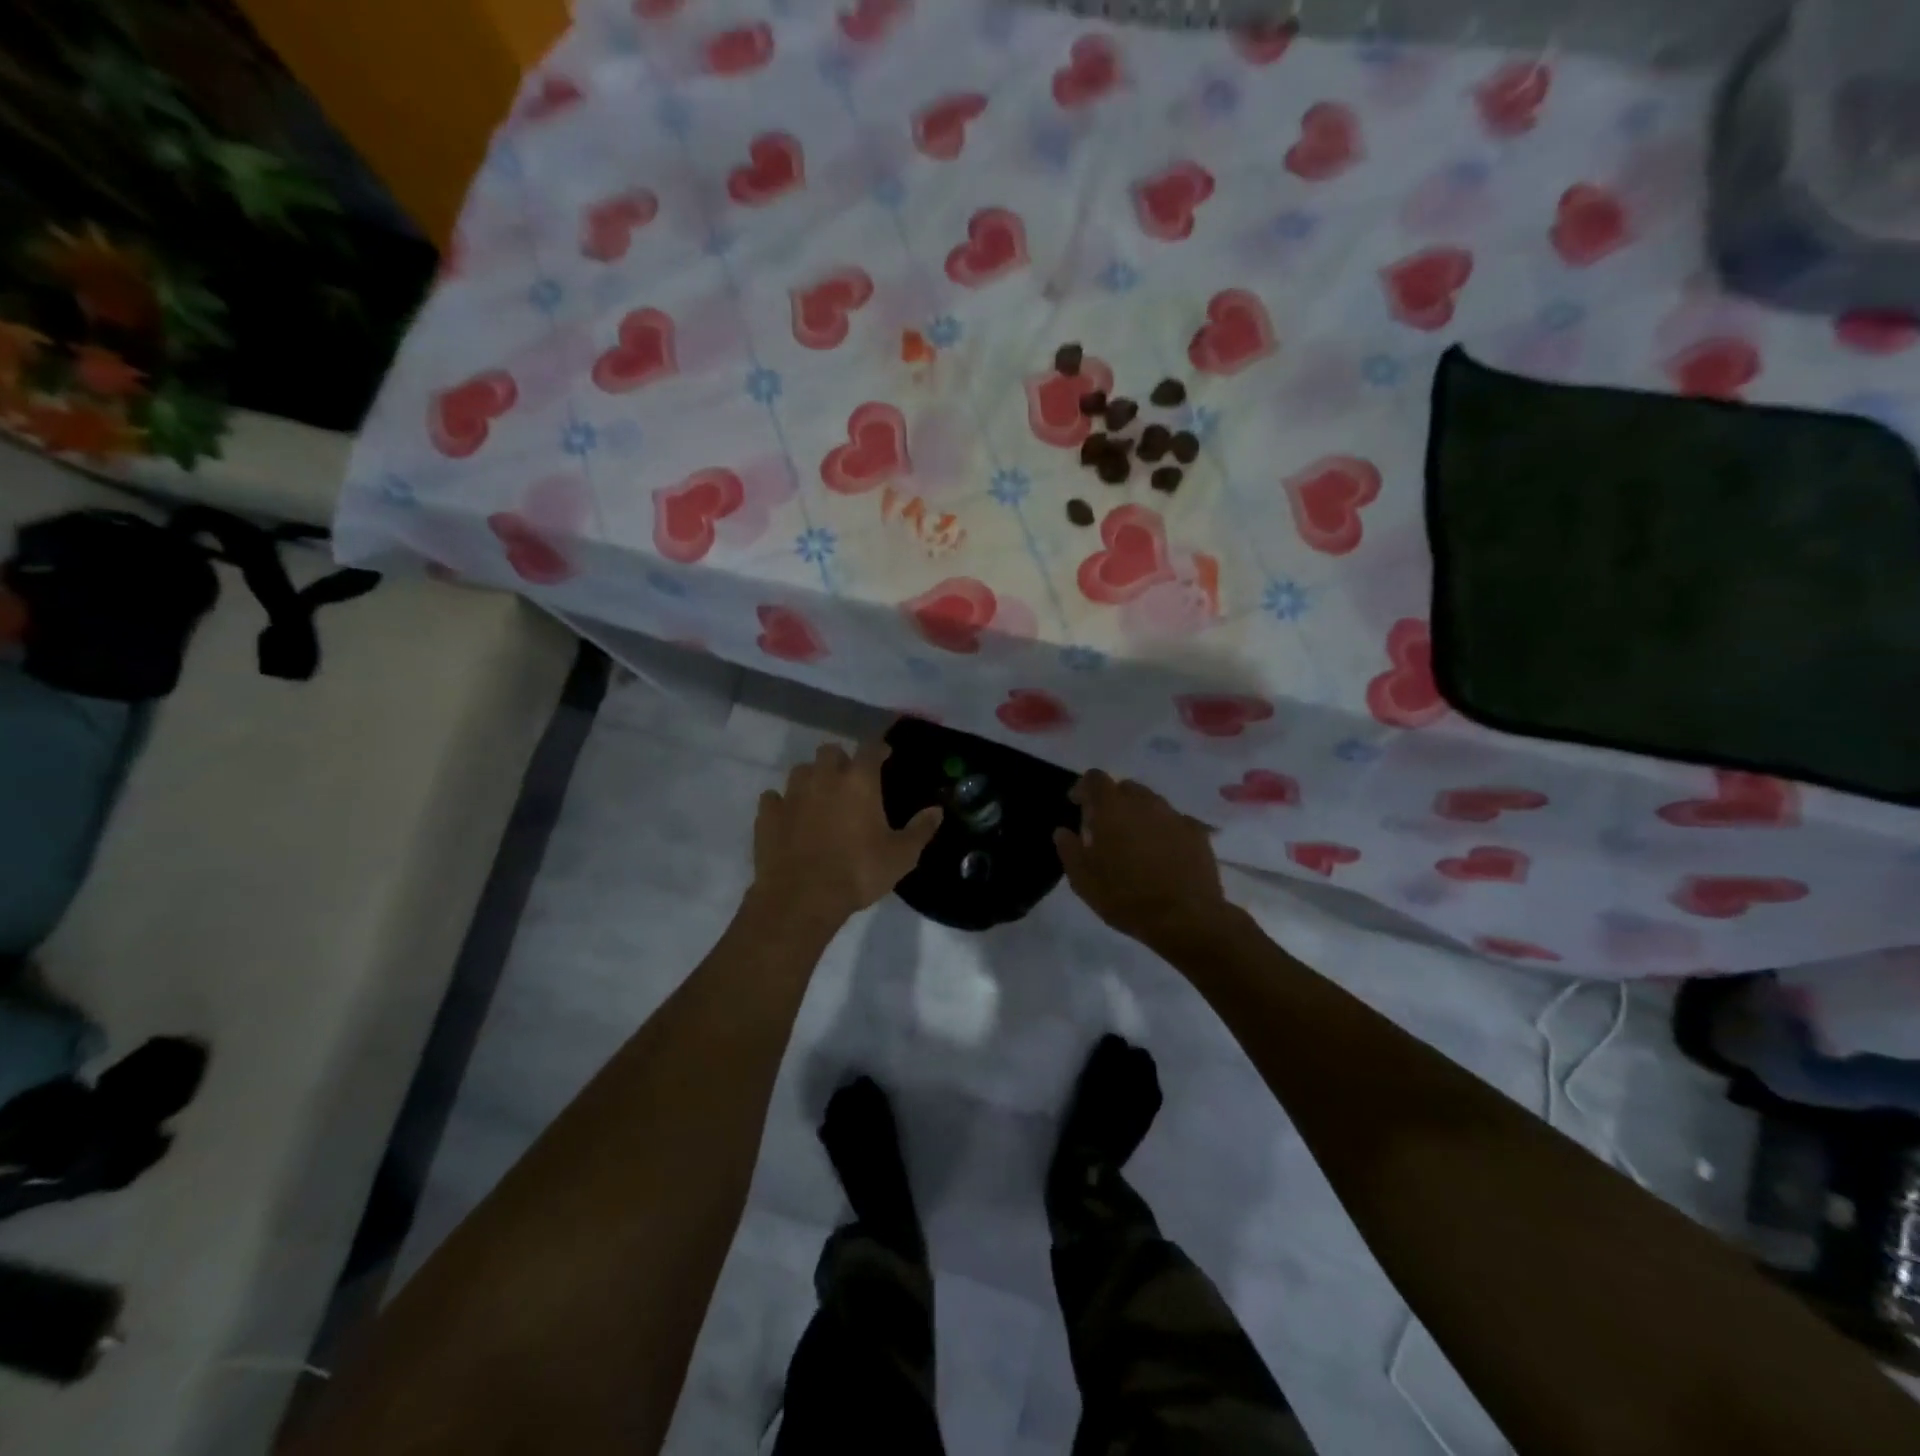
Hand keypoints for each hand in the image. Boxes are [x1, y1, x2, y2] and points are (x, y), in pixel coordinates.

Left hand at [751, 737, 940, 928]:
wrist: (801, 898)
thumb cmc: (858, 872)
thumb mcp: (901, 856)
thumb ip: (920, 830)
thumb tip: (936, 811)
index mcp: (859, 781)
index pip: (870, 748)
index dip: (878, 748)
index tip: (885, 755)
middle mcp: (824, 778)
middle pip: (830, 751)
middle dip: (841, 759)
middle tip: (850, 778)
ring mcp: (791, 794)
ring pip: (800, 770)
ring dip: (812, 777)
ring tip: (820, 796)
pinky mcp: (767, 815)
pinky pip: (773, 798)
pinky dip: (782, 803)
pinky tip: (789, 816)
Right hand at [1054, 771, 1226, 950]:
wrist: (1186, 918)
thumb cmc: (1126, 898)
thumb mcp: (1083, 881)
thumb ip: (1069, 850)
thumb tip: (1063, 832)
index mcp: (1111, 808)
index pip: (1094, 778)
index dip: (1083, 788)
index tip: (1077, 806)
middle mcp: (1144, 802)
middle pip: (1125, 787)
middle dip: (1113, 801)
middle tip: (1106, 828)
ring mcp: (1173, 815)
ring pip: (1151, 802)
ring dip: (1139, 815)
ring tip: (1136, 843)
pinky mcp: (1197, 832)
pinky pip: (1174, 821)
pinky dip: (1164, 830)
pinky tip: (1164, 853)